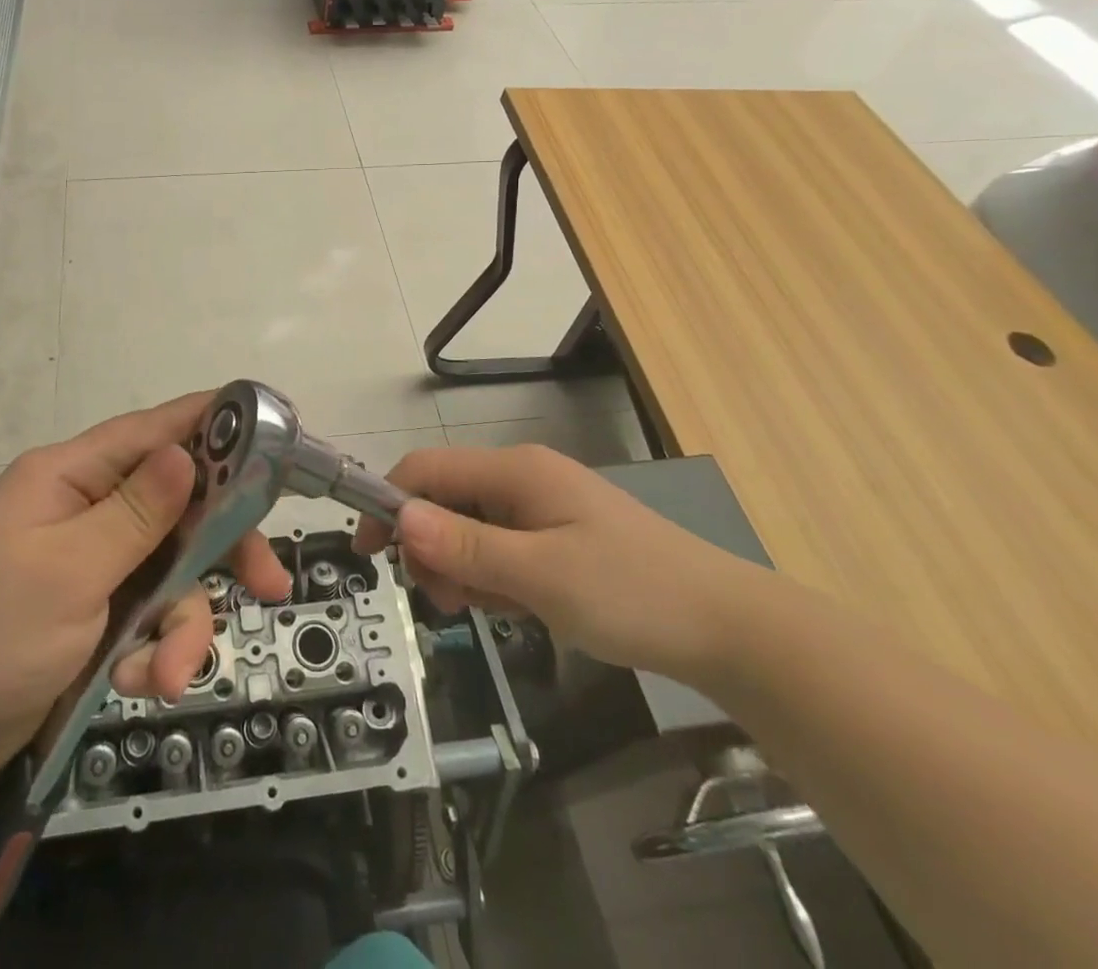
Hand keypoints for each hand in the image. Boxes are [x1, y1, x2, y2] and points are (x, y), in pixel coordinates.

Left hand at [0, 395, 291, 795]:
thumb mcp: (66, 573)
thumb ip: (134, 513)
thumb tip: (185, 451)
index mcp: (68, 477)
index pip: (152, 430)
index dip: (212, 425)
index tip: (272, 433)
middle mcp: (84, 509)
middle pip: (177, 506)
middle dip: (219, 549)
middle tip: (268, 584)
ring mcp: (90, 562)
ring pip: (169, 571)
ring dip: (180, 624)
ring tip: (167, 677)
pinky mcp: (92, 611)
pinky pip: (147, 615)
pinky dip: (152, 650)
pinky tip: (135, 685)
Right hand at [357, 445, 767, 679]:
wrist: (728, 628)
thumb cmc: (630, 592)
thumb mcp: (539, 574)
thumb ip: (465, 546)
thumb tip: (400, 519)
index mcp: (515, 470)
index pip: (426, 470)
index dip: (389, 505)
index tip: (370, 555)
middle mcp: (522, 478)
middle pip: (444, 500)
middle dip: (431, 548)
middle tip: (448, 602)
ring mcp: (541, 508)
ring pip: (469, 529)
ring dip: (461, 568)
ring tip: (488, 610)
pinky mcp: (556, 536)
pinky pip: (499, 548)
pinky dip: (492, 576)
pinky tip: (514, 607)